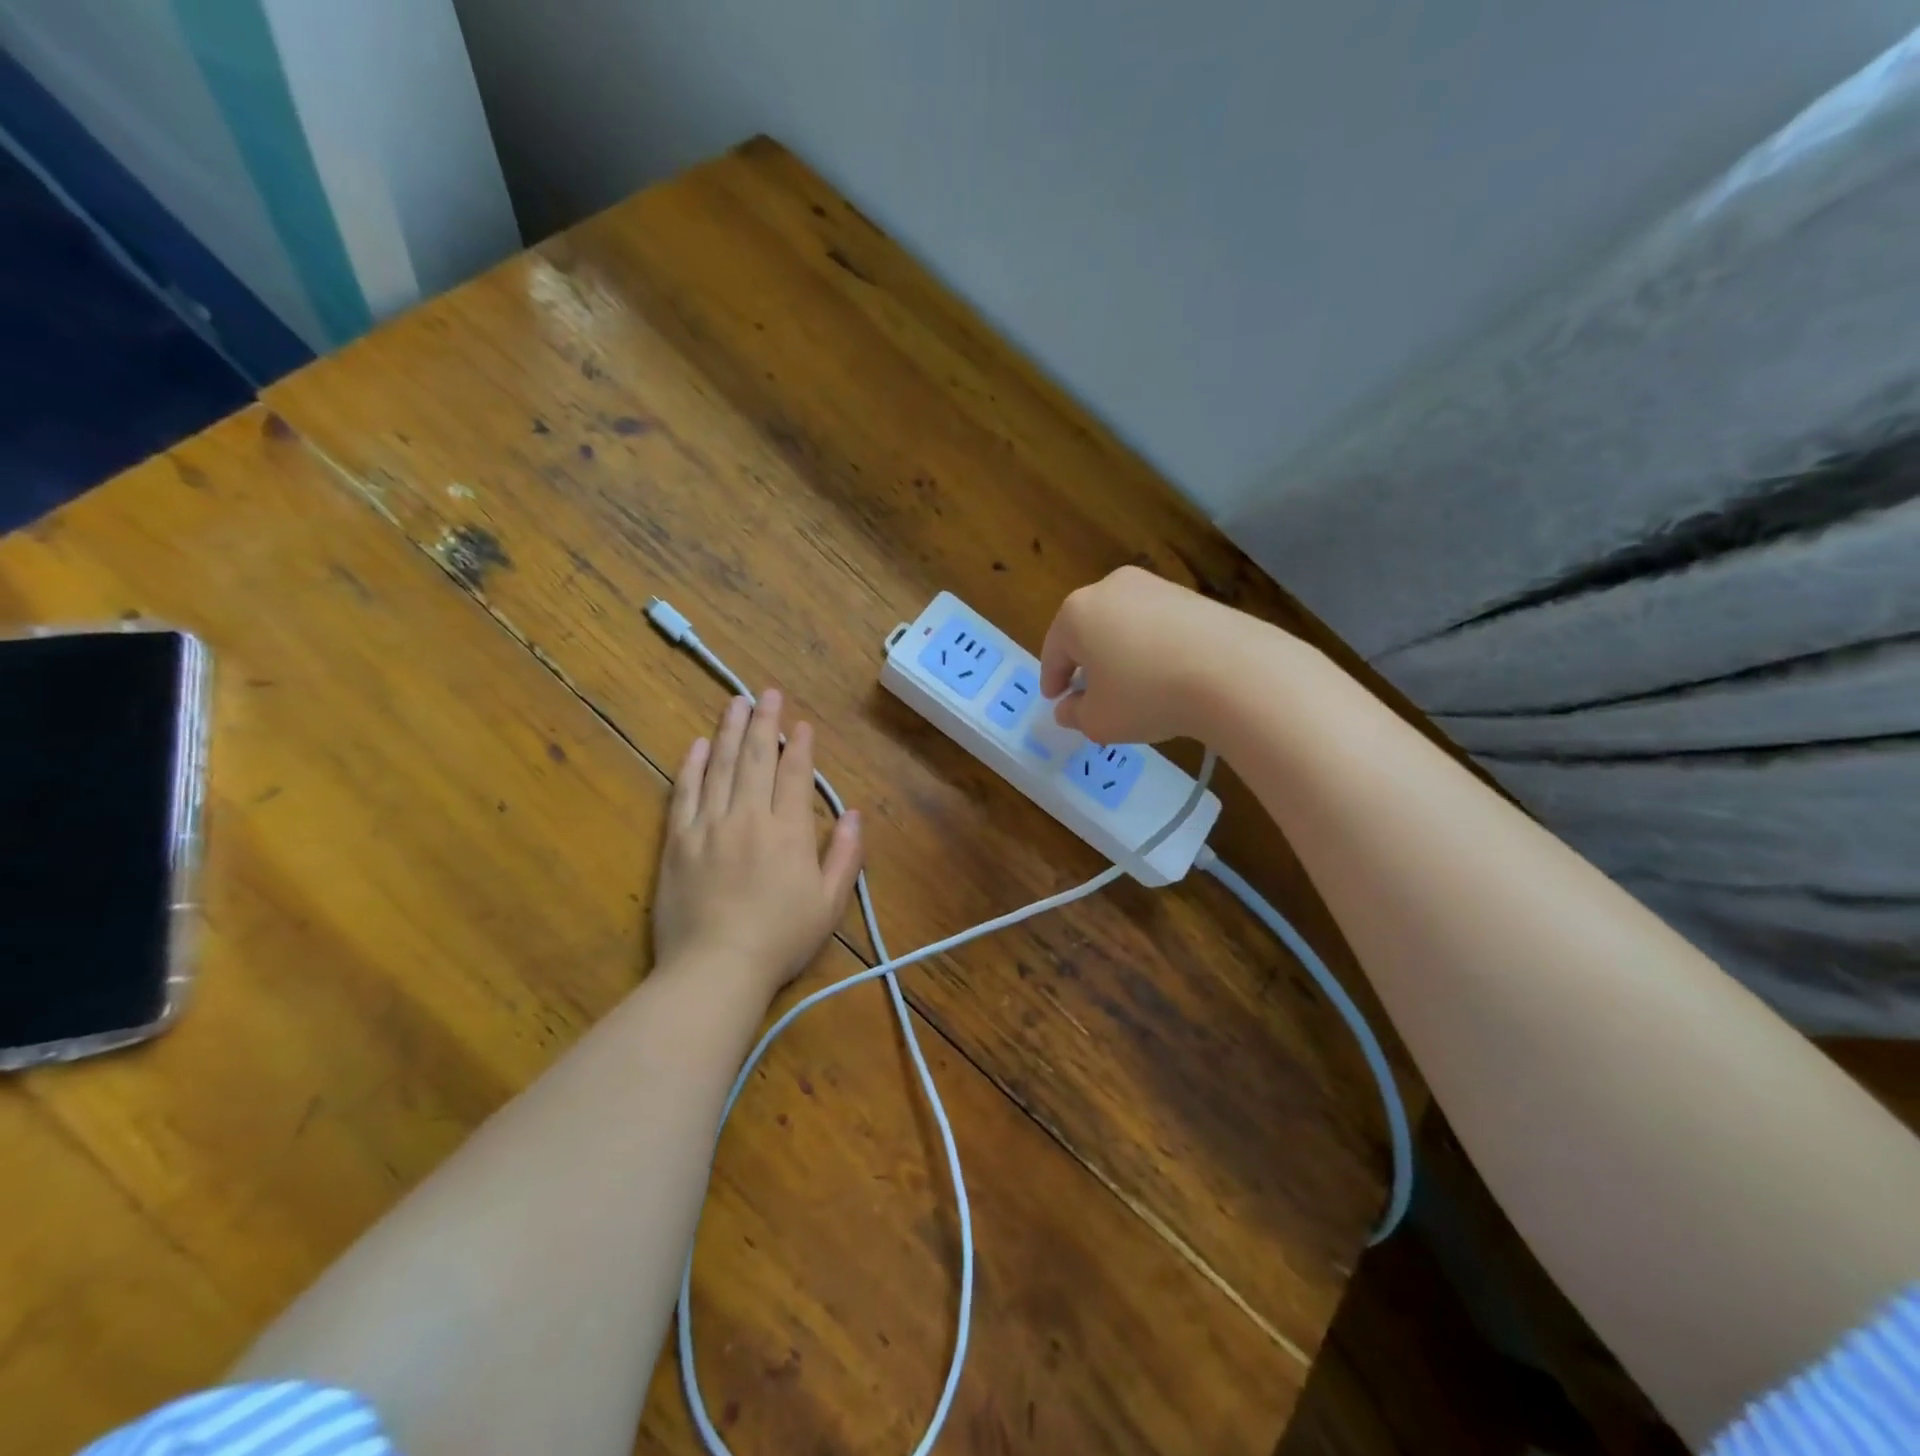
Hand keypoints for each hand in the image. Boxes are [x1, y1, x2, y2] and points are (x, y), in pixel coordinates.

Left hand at [653, 690, 862, 1002]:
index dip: (800, 746)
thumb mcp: (829, 903)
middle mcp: (749, 817)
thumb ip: (845, 855)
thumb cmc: (780, 940)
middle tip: (766, 693)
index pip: (795, 775)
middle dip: (764, 723)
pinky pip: (685, 793)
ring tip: (735, 703)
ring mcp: (709, 826)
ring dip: (730, 732)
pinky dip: (692, 766)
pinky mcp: (678, 841)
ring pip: (721, 767)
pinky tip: (698, 745)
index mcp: (788, 832)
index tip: (801, 723)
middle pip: (757, 759)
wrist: (715, 969)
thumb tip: (854, 814)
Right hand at [1039, 565, 1249, 744]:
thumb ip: (1074, 715)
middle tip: (1089, 693)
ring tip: (1130, 687)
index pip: (1054, 650)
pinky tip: (1165, 676)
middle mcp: (1111, 588)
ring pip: (1124, 625)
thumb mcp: (1098, 720)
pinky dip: (1152, 649)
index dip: (1052, 679)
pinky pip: (1158, 626)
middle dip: (1086, 662)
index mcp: (1077, 613)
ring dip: (1120, 654)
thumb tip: (1068, 708)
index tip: (1055, 700)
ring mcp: (1155, 587)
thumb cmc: (1146, 695)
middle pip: (1088, 630)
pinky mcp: (1192, 596)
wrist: (1233, 672)